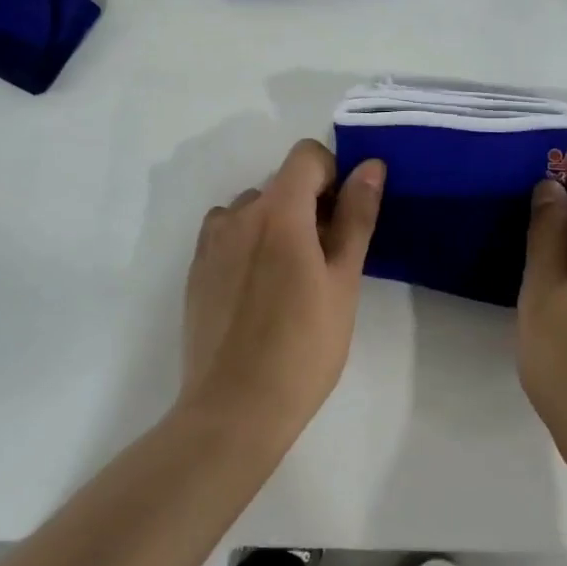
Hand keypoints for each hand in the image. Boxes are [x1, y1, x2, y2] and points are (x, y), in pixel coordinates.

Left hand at [179, 139, 384, 441]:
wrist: (235, 409)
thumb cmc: (303, 347)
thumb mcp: (343, 281)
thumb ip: (356, 217)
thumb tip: (370, 166)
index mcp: (278, 211)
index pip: (306, 156)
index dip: (332, 176)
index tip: (344, 219)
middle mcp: (237, 215)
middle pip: (280, 184)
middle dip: (309, 207)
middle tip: (326, 261)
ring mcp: (210, 242)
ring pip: (253, 210)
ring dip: (276, 225)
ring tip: (290, 280)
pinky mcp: (196, 270)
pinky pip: (228, 235)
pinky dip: (249, 244)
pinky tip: (259, 293)